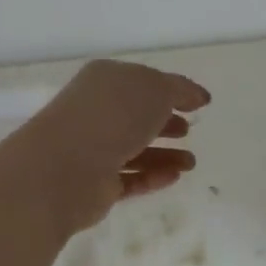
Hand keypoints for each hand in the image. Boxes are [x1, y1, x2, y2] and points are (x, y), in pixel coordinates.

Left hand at [32, 60, 210, 232]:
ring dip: (164, 155)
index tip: (197, 103)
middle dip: (164, 123)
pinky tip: (175, 177)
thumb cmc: (113, 116)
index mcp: (105, 81)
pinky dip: (152, 177)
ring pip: (134, 150)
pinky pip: (129, 178)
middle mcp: (96, 112)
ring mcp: (92, 149)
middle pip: (136, 117)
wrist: (67, 167)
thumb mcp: (157, 90)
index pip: (142, 82)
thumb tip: (198, 96)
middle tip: (188, 130)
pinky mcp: (95, 184)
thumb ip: (181, 90)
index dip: (170, 90)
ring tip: (191, 163)